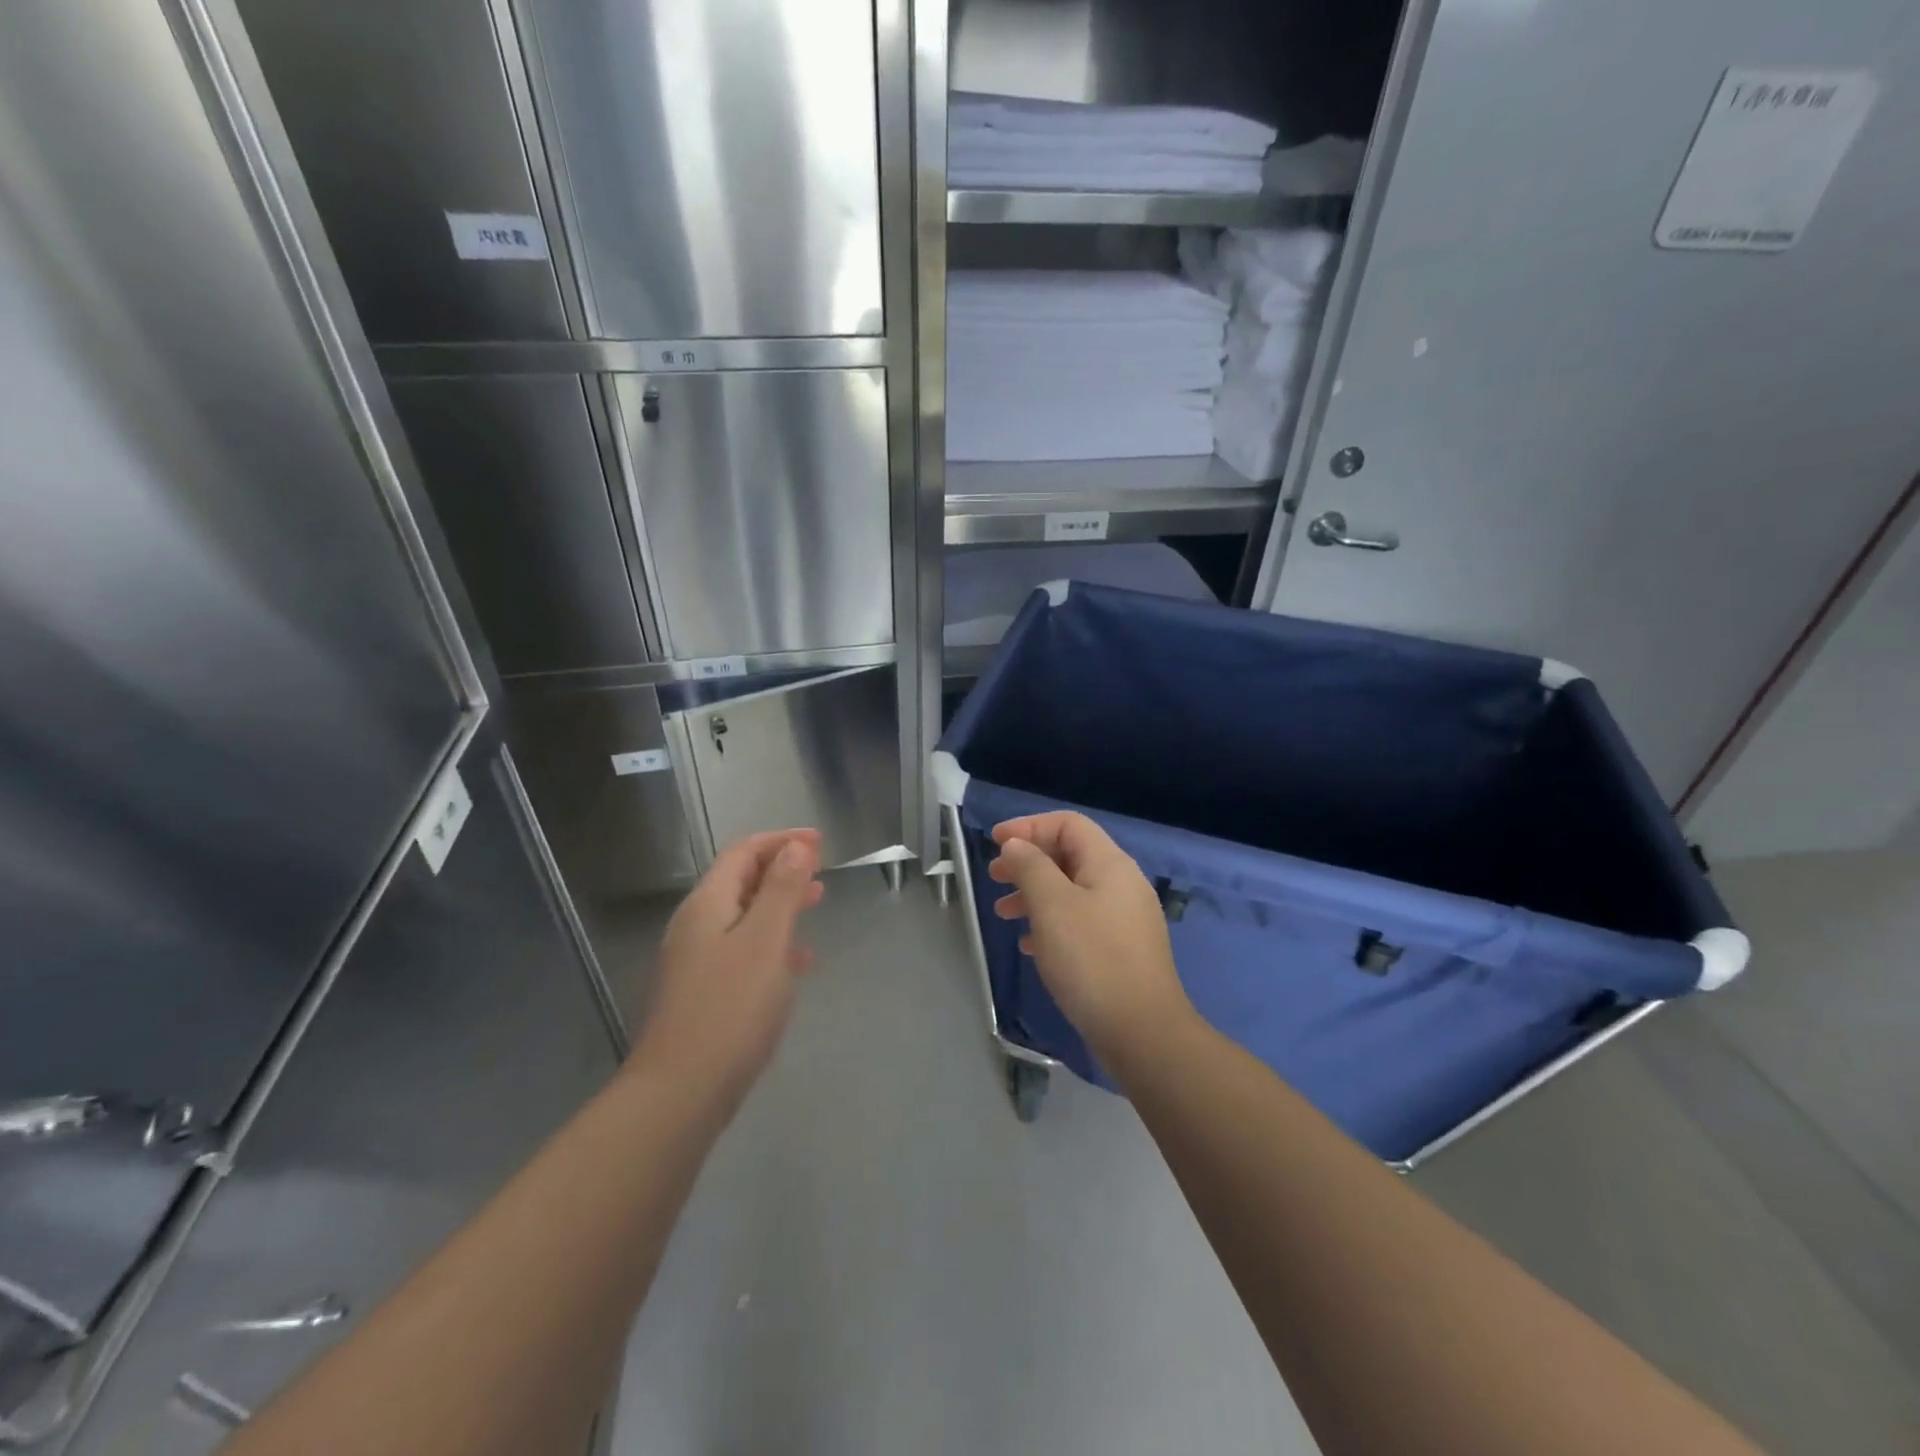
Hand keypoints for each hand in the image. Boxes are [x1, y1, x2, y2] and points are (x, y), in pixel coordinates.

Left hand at [631, 829, 824, 1112]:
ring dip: (780, 904)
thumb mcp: (765, 941)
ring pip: (744, 916)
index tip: (819, 841)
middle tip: (822, 870)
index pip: (743, 853)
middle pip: (741, 881)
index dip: (781, 840)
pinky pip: (743, 950)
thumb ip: (782, 890)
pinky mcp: (704, 993)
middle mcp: (696, 925)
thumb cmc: (730, 1008)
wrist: (680, 1092)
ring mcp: (696, 961)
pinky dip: (772, 943)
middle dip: (782, 869)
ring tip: (816, 904)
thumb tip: (796, 847)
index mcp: (707, 904)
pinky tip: (797, 961)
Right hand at [988, 812, 1191, 1063]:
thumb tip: (1016, 845)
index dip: (1028, 826)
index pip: (1068, 824)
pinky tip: (1030, 944)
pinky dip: (1052, 923)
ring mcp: (1125, 918)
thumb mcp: (1052, 906)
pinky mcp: (1122, 950)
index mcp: (1110, 864)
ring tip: (1003, 913)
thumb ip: (1030, 867)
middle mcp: (1122, 883)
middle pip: (1069, 855)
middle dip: (1028, 861)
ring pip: (1072, 890)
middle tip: (995, 878)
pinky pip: (1081, 921)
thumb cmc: (1091, 960)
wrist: (1142, 1031)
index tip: (994, 843)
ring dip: (1035, 894)